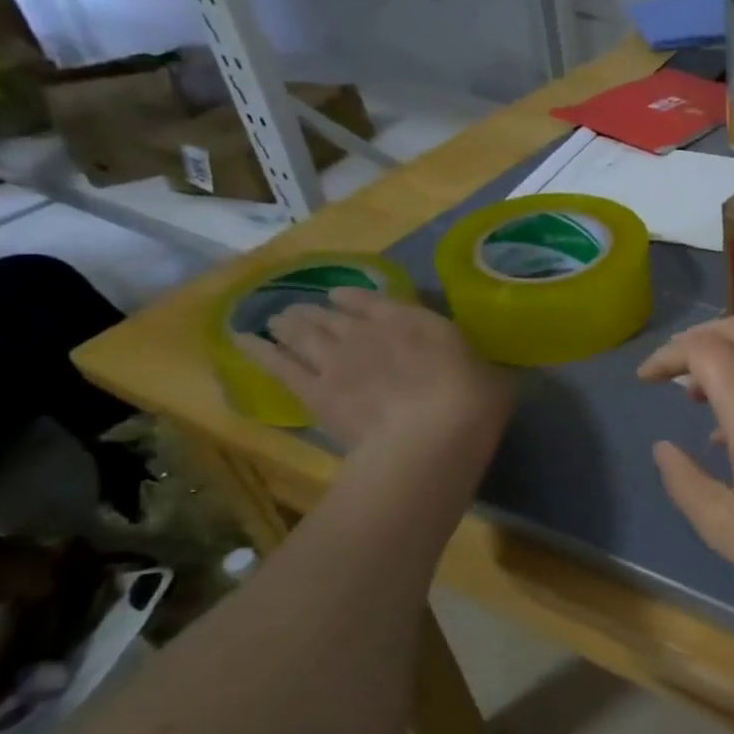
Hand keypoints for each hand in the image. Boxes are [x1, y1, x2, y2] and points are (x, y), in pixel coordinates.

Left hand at [238, 288, 509, 453]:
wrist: (431, 435)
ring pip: (301, 331)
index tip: (345, 299)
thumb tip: (488, 375)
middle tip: (305, 312)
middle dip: (318, 311)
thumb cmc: (472, 402)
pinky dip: (257, 349)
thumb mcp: (493, 379)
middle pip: (332, 315)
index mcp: (414, 320)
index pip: (375, 300)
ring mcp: (336, 359)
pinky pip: (276, 363)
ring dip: (289, 323)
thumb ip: (479, 370)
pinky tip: (240, 339)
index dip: (357, 299)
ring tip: (278, 321)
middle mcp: (369, 331)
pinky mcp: (313, 391)